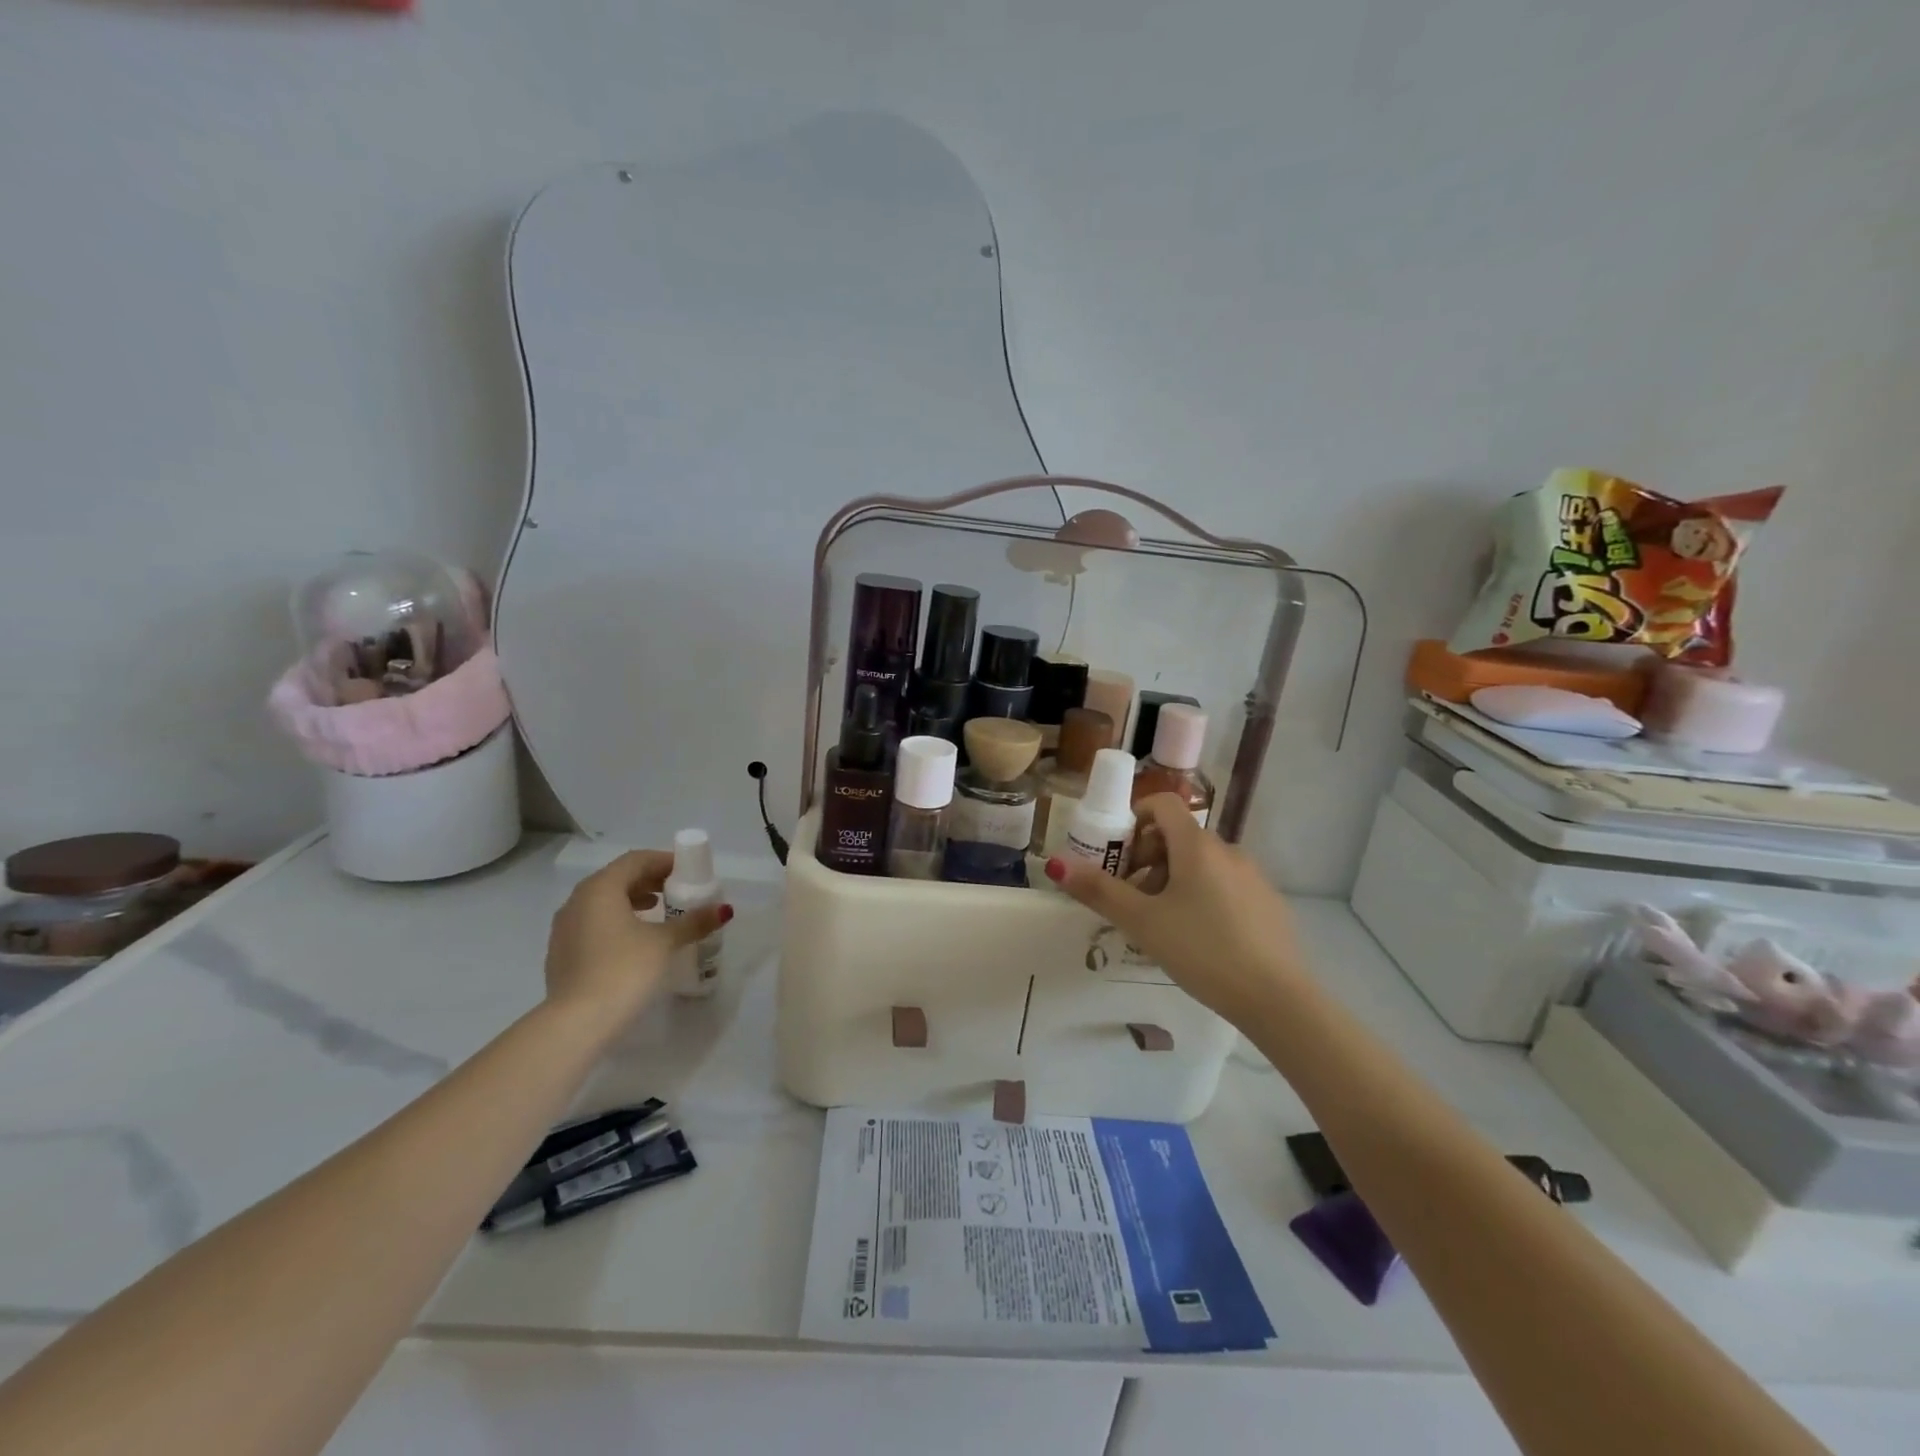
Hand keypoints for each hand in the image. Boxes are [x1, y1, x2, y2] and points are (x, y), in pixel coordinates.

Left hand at [543, 850, 731, 1032]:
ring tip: (658, 911)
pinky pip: (593, 923)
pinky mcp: (561, 953)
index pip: (635, 860)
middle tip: (677, 890)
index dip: (663, 861)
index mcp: (600, 888)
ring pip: (602, 901)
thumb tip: (723, 910)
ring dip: (632, 900)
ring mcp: (564, 928)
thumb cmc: (623, 970)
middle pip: (617, 878)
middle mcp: (577, 901)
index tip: (688, 870)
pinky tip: (634, 940)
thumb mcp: (664, 942)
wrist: (576, 1023)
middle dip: (649, 880)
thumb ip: (693, 921)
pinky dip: (616, 921)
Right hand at [1046, 794, 1304, 1023]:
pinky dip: (1202, 896)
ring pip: (1202, 863)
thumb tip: (1057, 864)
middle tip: (1132, 897)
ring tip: (1161, 923)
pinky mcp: (1268, 903)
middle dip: (1148, 858)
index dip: (1134, 819)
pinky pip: (1225, 884)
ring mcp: (1253, 876)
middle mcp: (1227, 850)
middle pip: (1179, 836)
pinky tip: (1198, 938)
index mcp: (1197, 846)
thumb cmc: (1202, 950)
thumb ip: (1099, 891)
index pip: (1162, 804)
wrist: (1277, 999)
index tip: (1118, 855)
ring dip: (1173, 879)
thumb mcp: (1142, 922)